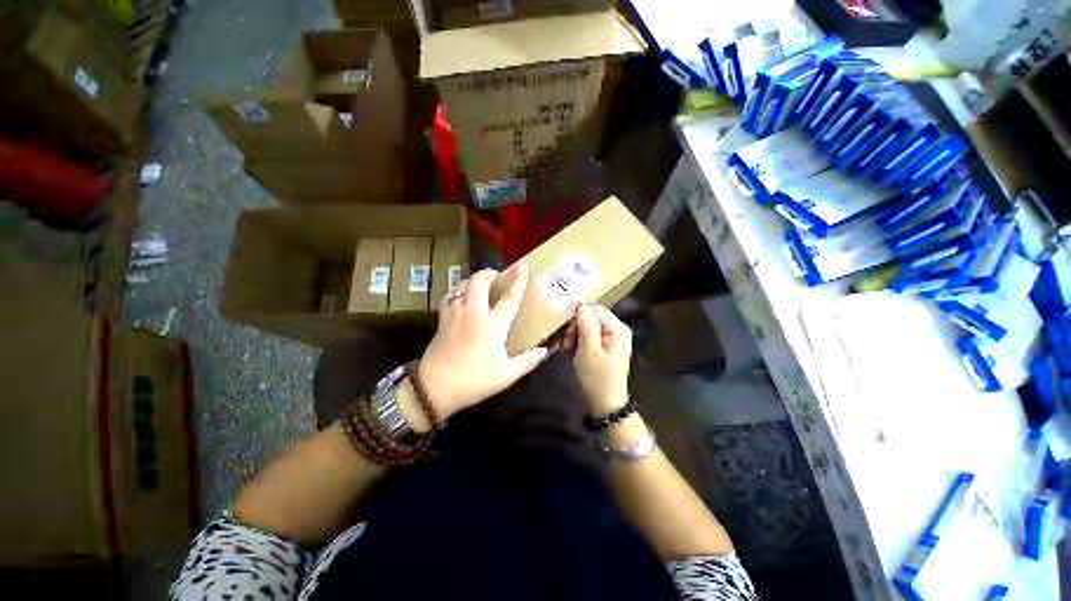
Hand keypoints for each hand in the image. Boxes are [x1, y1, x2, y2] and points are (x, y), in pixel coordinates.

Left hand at [416, 267, 547, 418]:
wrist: (434, 388)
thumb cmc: (474, 381)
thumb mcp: (506, 375)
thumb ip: (527, 361)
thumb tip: (544, 351)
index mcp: (492, 325)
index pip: (509, 298)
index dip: (518, 282)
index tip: (523, 268)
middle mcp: (473, 313)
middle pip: (479, 282)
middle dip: (489, 273)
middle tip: (498, 276)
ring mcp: (455, 314)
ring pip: (462, 285)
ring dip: (473, 280)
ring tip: (481, 285)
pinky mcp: (442, 319)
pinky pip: (450, 296)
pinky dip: (458, 291)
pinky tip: (462, 298)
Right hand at [571, 304, 631, 414]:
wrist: (605, 405)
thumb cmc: (598, 378)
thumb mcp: (589, 351)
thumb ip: (586, 326)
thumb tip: (581, 304)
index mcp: (617, 329)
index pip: (595, 310)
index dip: (579, 316)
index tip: (565, 329)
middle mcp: (615, 331)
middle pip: (590, 318)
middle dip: (575, 328)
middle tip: (564, 343)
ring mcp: (609, 340)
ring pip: (586, 328)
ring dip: (573, 336)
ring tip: (565, 349)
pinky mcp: (602, 348)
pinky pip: (587, 338)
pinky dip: (577, 343)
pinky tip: (569, 352)